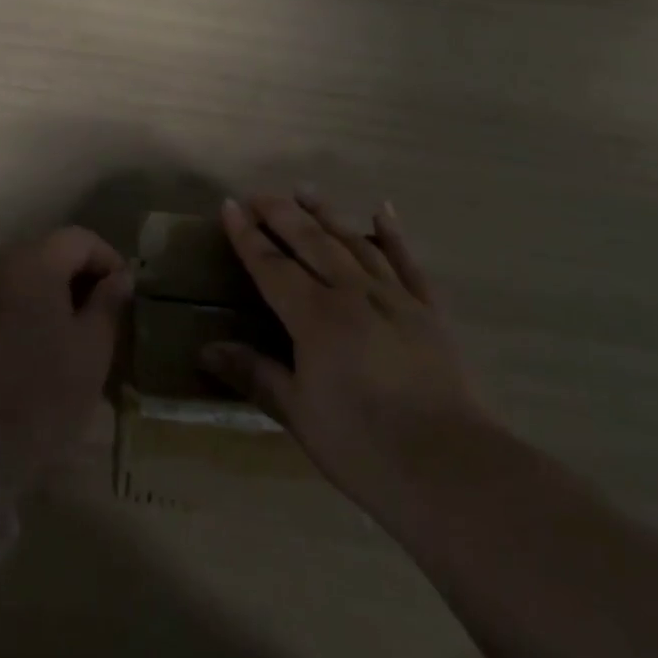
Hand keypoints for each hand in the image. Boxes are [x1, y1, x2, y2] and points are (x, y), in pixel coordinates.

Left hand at [0, 226, 131, 492]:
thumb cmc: (40, 394)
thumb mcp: (91, 351)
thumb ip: (108, 304)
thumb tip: (119, 276)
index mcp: (34, 262)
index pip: (79, 238)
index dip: (108, 260)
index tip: (124, 295)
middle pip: (47, 254)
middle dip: (78, 278)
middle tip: (101, 318)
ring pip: (21, 281)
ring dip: (49, 298)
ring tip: (70, 338)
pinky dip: (21, 316)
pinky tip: (32, 354)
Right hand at [202, 194, 487, 522]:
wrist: (450, 467)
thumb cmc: (363, 446)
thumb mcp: (299, 414)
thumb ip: (255, 374)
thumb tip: (207, 349)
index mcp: (315, 317)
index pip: (272, 265)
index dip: (247, 235)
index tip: (230, 205)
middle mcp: (352, 293)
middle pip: (311, 241)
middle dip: (281, 214)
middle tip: (259, 194)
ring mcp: (394, 297)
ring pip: (354, 242)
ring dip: (327, 214)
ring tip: (305, 190)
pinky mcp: (428, 310)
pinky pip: (407, 262)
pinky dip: (393, 235)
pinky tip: (382, 211)